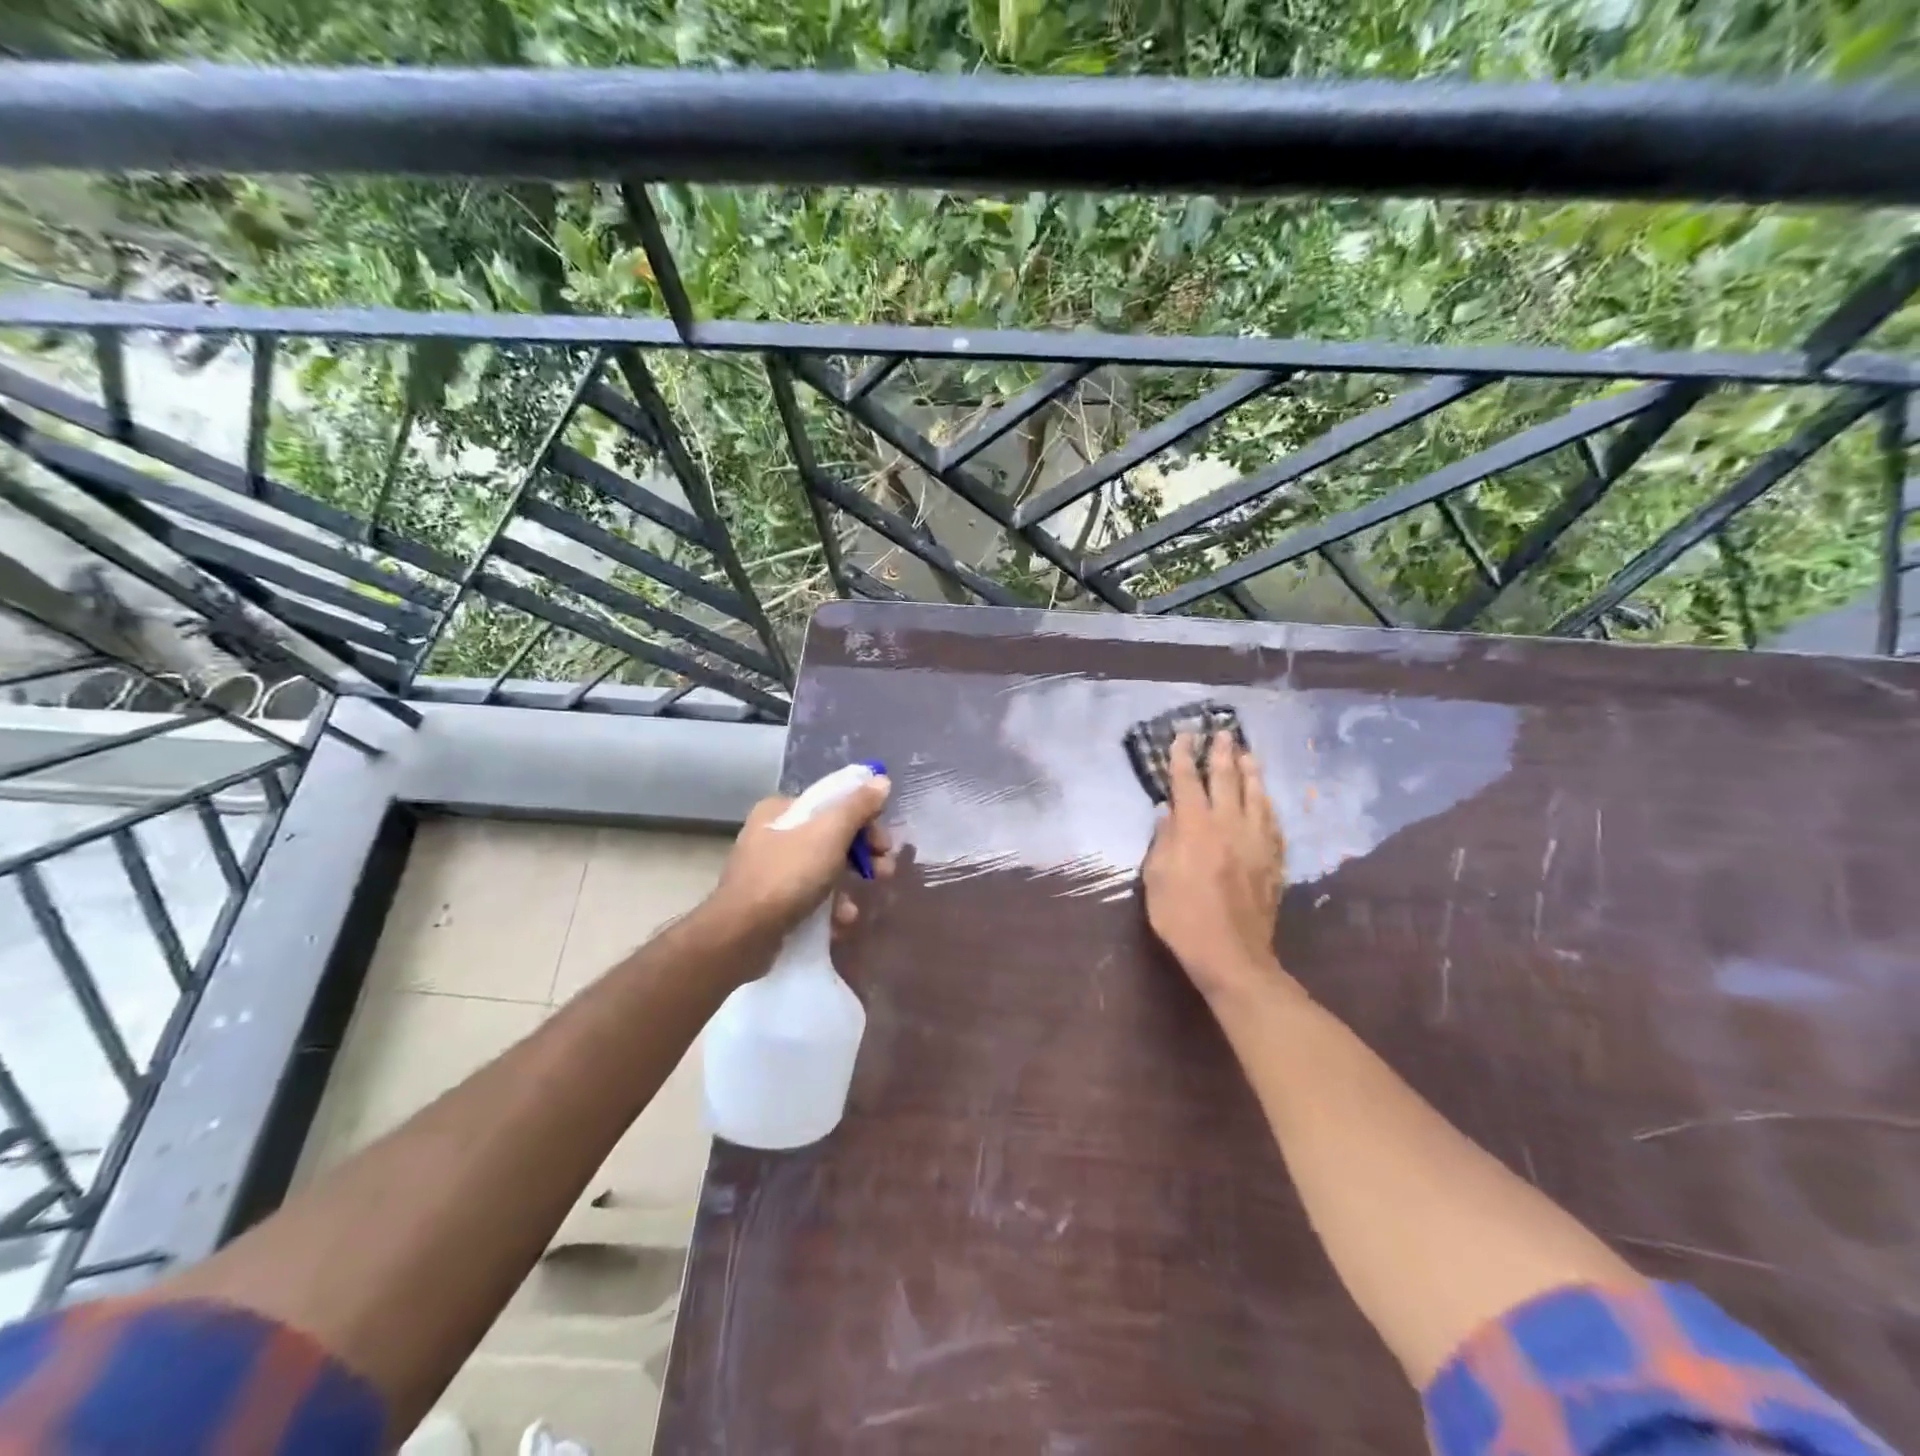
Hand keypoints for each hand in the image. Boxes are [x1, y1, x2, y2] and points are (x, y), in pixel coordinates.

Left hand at [704, 774, 894, 942]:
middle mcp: (773, 835)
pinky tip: (838, 923)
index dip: (865, 820)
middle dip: (863, 856)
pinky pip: (810, 897)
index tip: (884, 844)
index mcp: (781, 810)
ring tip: (857, 908)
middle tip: (884, 872)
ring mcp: (771, 870)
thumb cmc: (788, 876)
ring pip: (824, 870)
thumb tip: (881, 779)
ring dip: (848, 887)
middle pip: (832, 837)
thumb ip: (858, 806)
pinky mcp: (772, 903)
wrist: (741, 936)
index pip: (833, 803)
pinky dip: (828, 908)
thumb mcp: (829, 833)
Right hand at [1141, 732, 1297, 1002]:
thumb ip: (1162, 841)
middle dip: (1221, 754)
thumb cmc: (1182, 917)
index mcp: (1194, 827)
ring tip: (1247, 753)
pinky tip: (1265, 797)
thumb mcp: (1156, 879)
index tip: (1184, 736)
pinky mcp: (1273, 859)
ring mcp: (1256, 841)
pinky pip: (1272, 820)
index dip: (1184, 756)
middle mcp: (1228, 825)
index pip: (1187, 781)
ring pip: (1255, 795)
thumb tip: (1167, 812)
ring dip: (1250, 771)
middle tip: (1222, 733)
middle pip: (1226, 779)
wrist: (1232, 954)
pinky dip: (1266, 803)